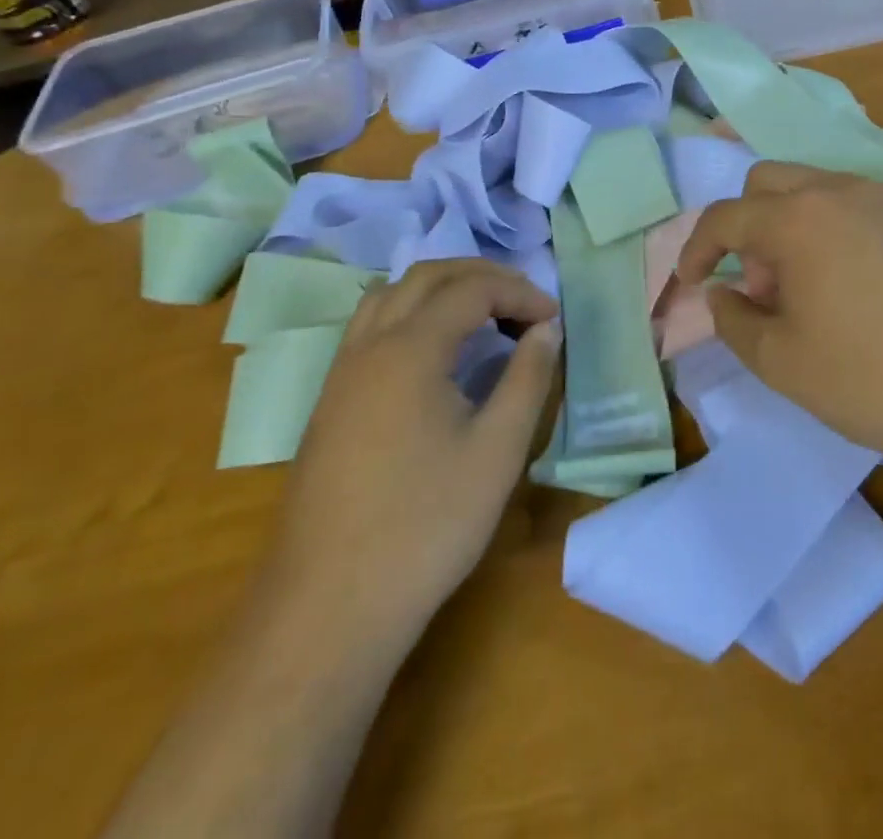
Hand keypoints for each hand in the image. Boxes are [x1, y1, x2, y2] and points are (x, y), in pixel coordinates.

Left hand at [260, 261, 559, 645]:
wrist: (328, 607)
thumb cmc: (425, 526)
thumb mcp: (497, 451)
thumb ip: (528, 378)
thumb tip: (546, 329)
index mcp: (410, 348)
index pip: (472, 289)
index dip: (519, 293)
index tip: (554, 320)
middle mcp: (369, 344)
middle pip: (427, 276)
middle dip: (482, 277)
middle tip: (524, 303)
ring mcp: (341, 371)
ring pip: (391, 294)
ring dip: (441, 289)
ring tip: (482, 316)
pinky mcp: (329, 400)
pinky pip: (371, 326)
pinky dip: (411, 313)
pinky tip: (433, 353)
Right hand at [678, 164, 882, 500]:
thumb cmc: (873, 381)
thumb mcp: (781, 363)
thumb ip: (733, 319)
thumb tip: (723, 292)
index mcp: (799, 219)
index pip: (726, 216)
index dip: (698, 247)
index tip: (693, 280)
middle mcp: (845, 190)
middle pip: (771, 180)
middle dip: (749, 224)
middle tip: (763, 282)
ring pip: (825, 188)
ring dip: (800, 225)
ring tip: (818, 286)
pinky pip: (874, 208)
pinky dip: (851, 232)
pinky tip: (875, 287)